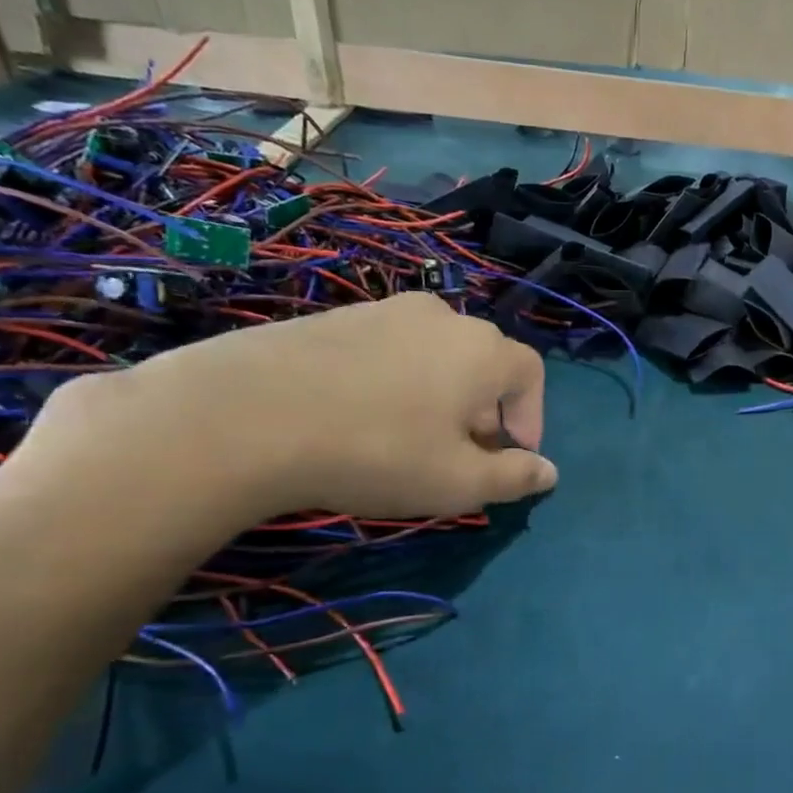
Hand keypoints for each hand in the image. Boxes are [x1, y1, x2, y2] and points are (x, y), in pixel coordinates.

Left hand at [35, 295, 556, 524]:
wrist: (243, 416)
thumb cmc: (378, 451)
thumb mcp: (459, 482)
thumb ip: (515, 477)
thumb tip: (549, 472)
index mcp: (483, 350)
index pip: (530, 375)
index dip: (531, 419)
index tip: (511, 458)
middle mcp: (441, 317)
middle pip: (483, 364)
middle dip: (486, 413)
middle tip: (462, 457)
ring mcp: (382, 310)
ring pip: (435, 357)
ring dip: (441, 398)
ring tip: (411, 441)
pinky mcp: (333, 318)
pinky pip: (388, 352)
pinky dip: (395, 384)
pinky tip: (362, 421)